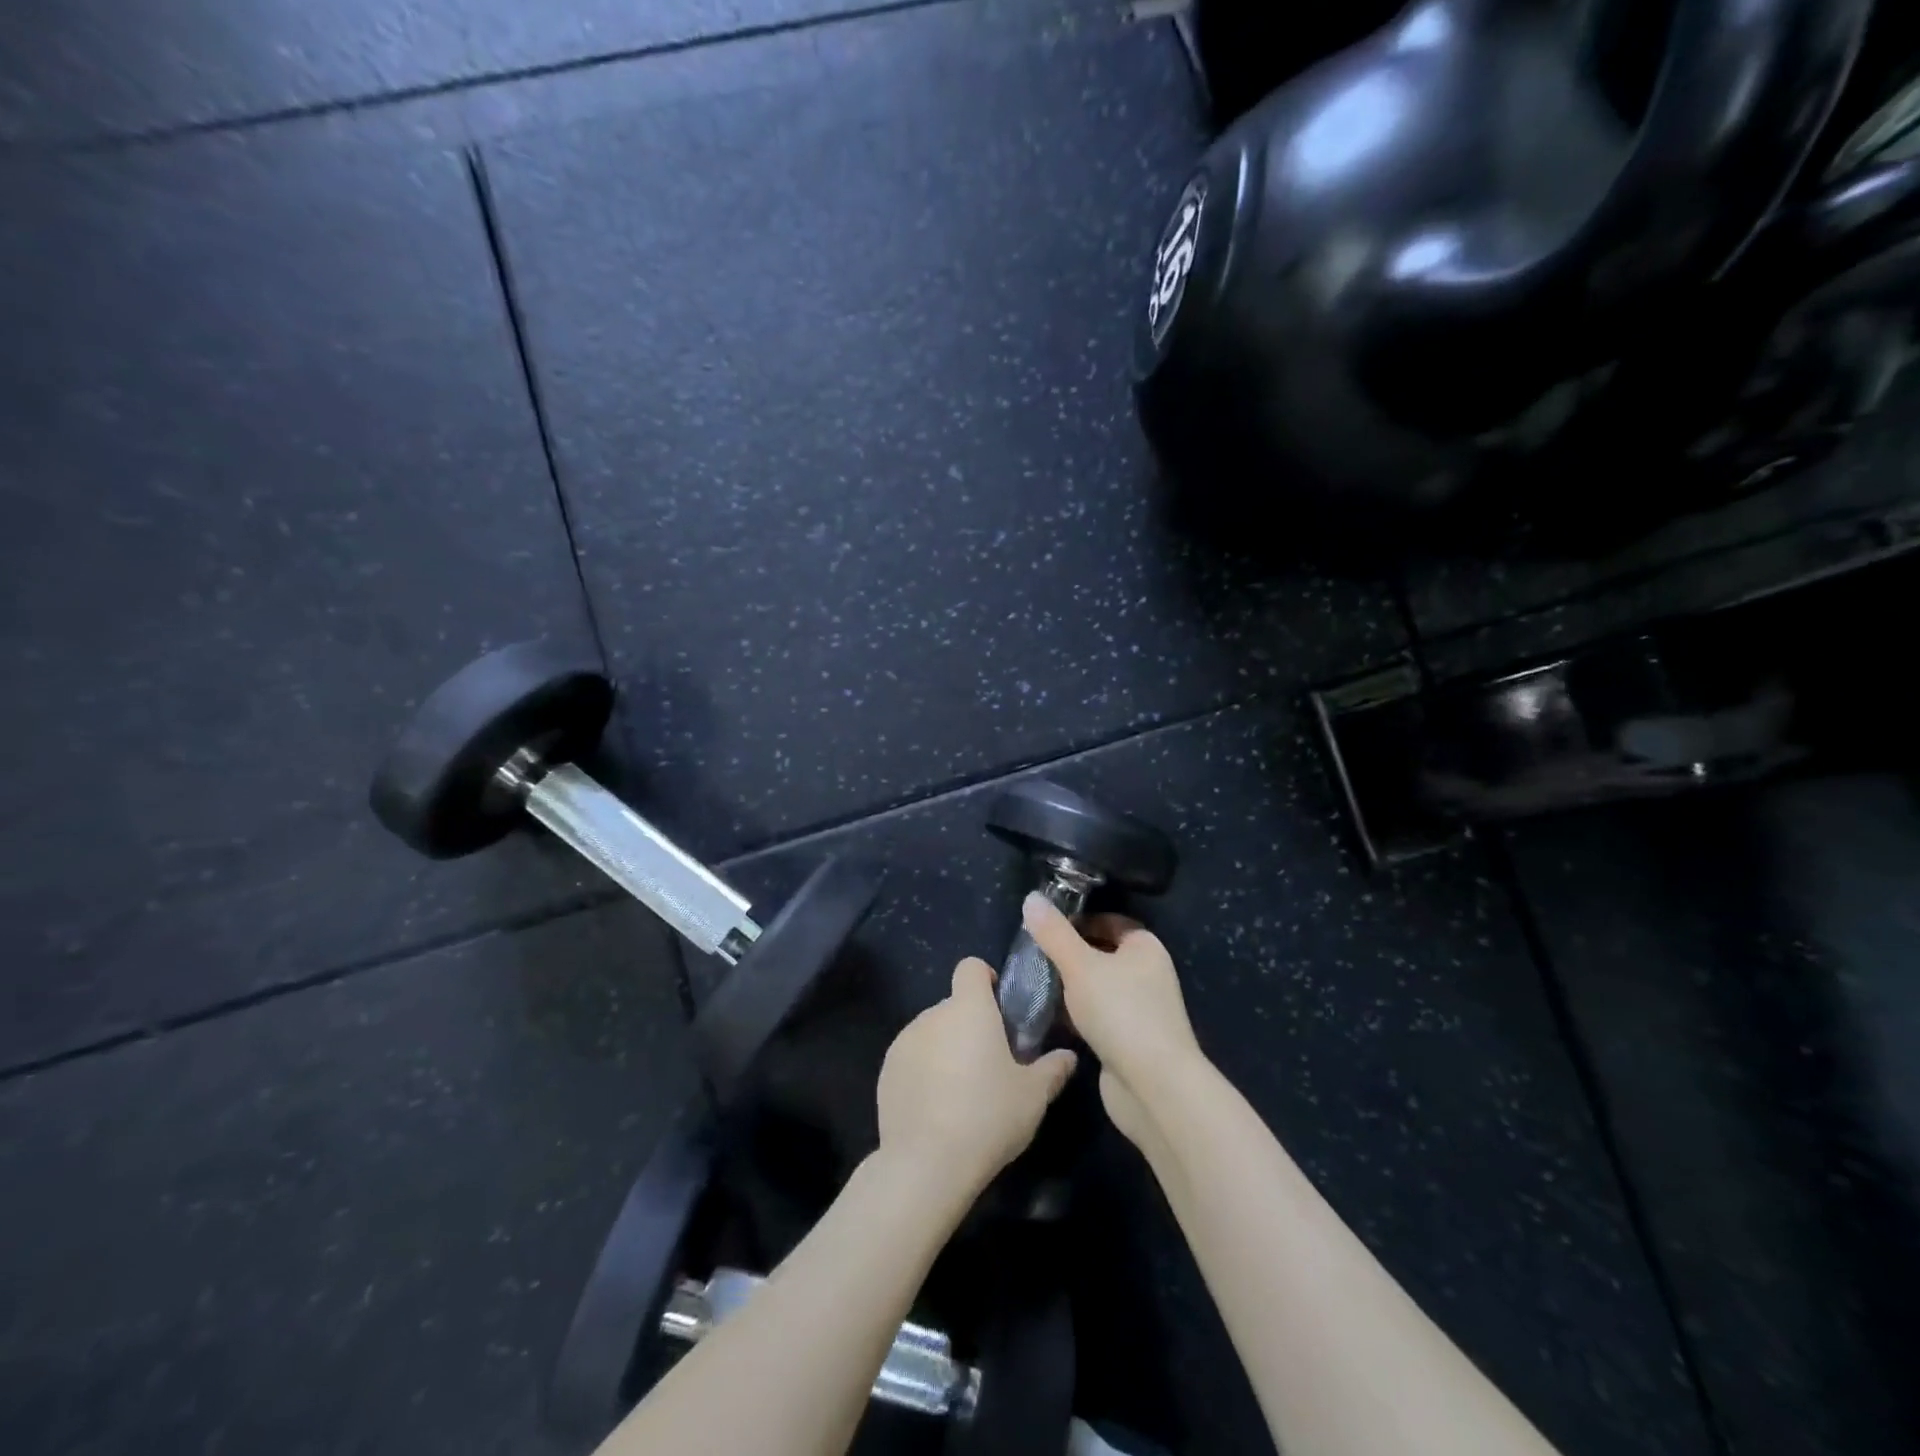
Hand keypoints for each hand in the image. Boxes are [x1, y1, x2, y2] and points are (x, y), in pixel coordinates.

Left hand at [875, 959, 1077, 1200]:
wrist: (926, 1164)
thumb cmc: (988, 1117)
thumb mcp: (1033, 1096)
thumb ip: (1052, 1069)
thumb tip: (1068, 1056)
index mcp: (969, 1008)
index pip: (971, 967)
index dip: (986, 980)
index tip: (1000, 1008)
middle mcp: (933, 1014)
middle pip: (954, 1005)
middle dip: (971, 1025)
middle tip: (990, 1062)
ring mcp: (904, 1041)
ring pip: (932, 1032)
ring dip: (947, 1048)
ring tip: (962, 1091)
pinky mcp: (886, 1069)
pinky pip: (912, 1057)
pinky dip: (924, 1070)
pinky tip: (936, 1108)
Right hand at [1021, 894, 1204, 1152]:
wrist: (1153, 1087)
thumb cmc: (1120, 1012)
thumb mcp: (1079, 965)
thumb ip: (1054, 933)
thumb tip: (1031, 898)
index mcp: (1145, 948)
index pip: (1109, 921)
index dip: (1078, 920)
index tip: (1045, 927)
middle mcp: (1148, 975)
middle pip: (1102, 954)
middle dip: (1069, 955)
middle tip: (1034, 955)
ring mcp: (1140, 1010)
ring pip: (1097, 988)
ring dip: (1070, 987)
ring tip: (1034, 983)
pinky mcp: (1129, 1041)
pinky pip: (1097, 1017)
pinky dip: (1076, 1015)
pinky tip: (1048, 1017)